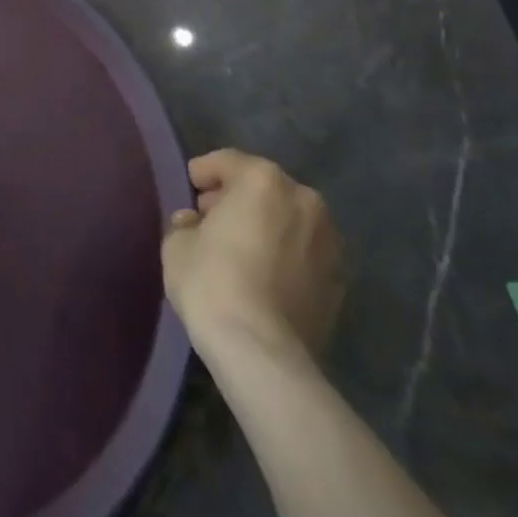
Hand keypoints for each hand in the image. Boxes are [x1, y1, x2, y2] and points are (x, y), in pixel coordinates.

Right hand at [161, 149, 343, 368]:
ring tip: (240, 251)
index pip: (226, 161)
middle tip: (211, 221)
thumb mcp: (177, 243)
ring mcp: (329, 241)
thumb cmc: (213, 283)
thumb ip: (186, 222)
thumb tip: (195, 223)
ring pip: (287, 219)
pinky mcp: (341, 281)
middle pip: (262, 187)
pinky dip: (285, 255)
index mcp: (263, 179)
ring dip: (265, 226)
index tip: (188, 190)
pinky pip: (303, 253)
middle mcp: (304, 199)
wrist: (264, 355)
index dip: (202, 174)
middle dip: (236, 198)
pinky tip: (263, 277)